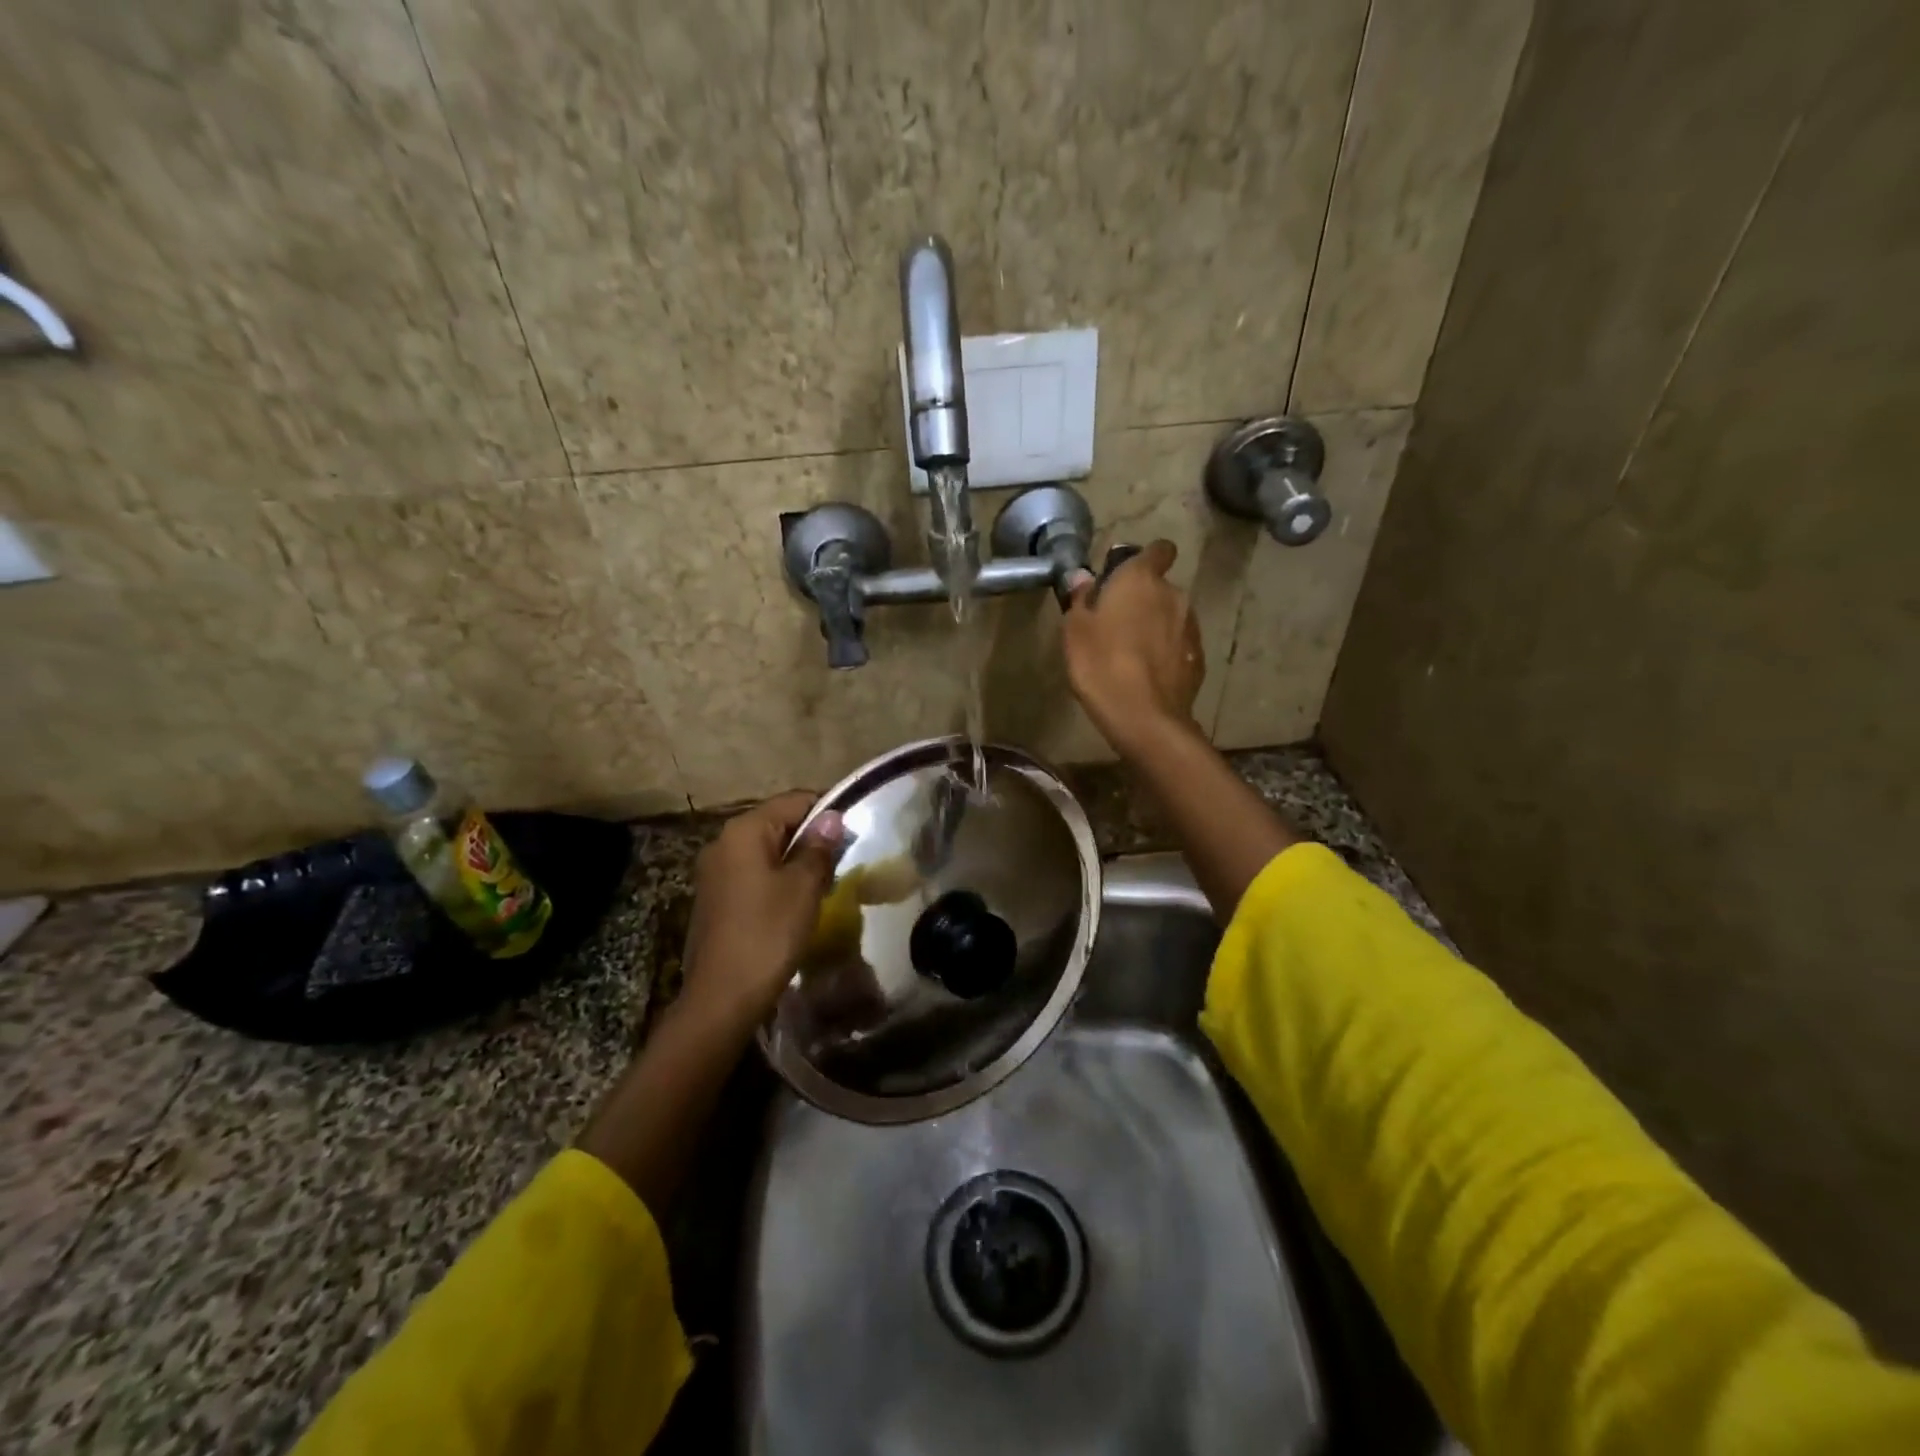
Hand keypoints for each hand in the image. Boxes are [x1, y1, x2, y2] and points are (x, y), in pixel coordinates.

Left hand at [680, 791, 844, 1028]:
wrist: (722, 997)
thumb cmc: (768, 933)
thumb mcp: (804, 887)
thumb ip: (819, 847)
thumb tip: (832, 817)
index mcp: (744, 831)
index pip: (794, 801)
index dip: (827, 811)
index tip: (854, 833)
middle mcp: (723, 842)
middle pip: (778, 824)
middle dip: (811, 838)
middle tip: (842, 862)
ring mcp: (714, 872)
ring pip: (766, 851)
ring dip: (796, 862)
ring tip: (823, 885)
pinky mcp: (714, 898)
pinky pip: (753, 874)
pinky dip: (776, 880)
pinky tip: (795, 904)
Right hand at [1062, 538, 1204, 752]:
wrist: (1144, 717)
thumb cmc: (1101, 665)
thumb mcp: (1075, 630)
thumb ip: (1081, 598)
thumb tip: (1084, 577)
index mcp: (1141, 580)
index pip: (1158, 549)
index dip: (1144, 559)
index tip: (1125, 577)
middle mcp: (1173, 595)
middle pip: (1160, 587)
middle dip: (1143, 600)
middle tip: (1116, 624)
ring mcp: (1191, 627)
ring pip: (1171, 616)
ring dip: (1156, 626)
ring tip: (1131, 654)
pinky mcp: (1198, 658)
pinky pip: (1179, 645)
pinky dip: (1166, 652)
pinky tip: (1147, 675)